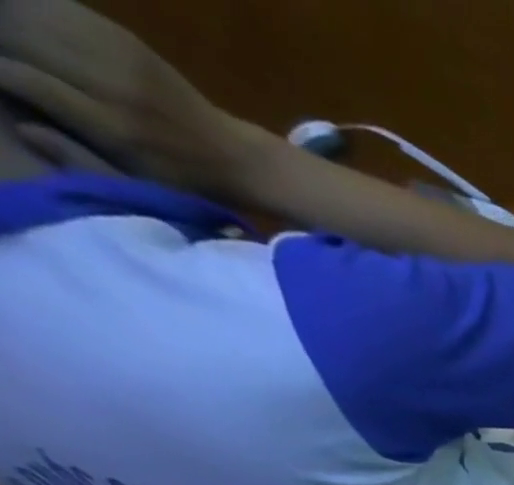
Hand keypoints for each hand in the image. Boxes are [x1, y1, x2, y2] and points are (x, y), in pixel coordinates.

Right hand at [0, 0, 258, 193]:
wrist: (238, 158)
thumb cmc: (184, 181)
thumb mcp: (139, 185)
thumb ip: (80, 160)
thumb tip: (22, 128)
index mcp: (114, 128)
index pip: (24, 79)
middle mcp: (113, 87)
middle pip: (20, 37)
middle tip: (1, 54)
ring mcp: (121, 58)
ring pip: (32, 14)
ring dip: (8, 18)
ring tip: (6, 34)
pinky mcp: (126, 40)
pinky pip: (59, 7)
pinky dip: (31, 7)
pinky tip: (23, 19)